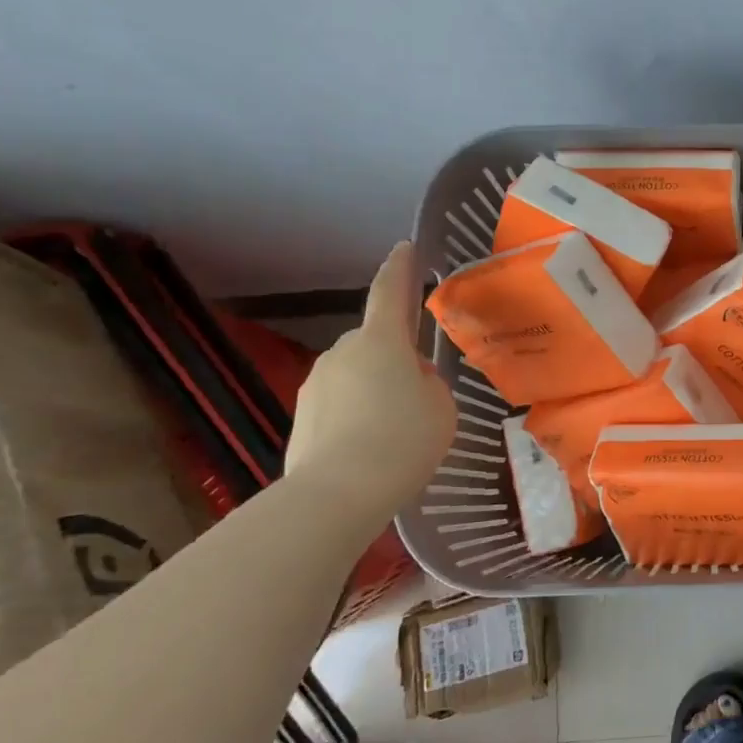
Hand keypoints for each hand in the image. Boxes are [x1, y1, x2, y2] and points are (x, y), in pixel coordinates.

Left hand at [286, 242, 456, 517]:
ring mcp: (316, 385)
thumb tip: (410, 382)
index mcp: (381, 341)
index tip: (404, 247)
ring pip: (356, 376)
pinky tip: (371, 451)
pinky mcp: (301, 418)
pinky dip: (356, 418)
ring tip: (396, 432)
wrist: (337, 494)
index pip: (389, 292)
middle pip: (375, 343)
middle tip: (419, 393)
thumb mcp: (441, 407)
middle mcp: (342, 352)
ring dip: (375, 391)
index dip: (399, 268)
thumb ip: (429, 385)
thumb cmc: (402, 440)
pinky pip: (339, 406)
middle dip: (395, 358)